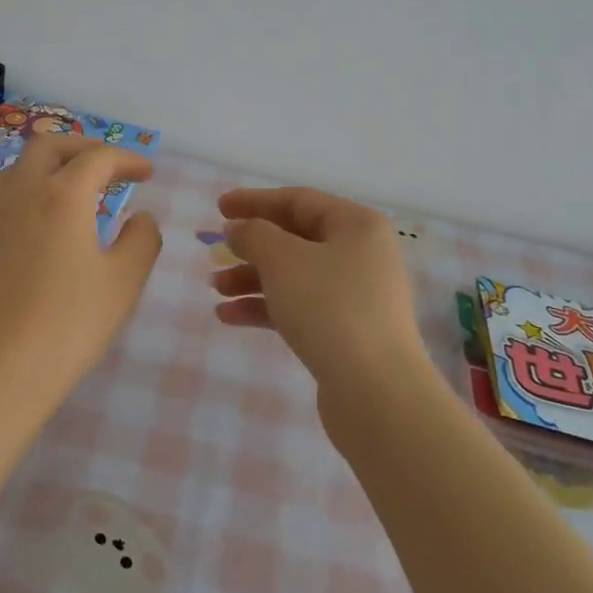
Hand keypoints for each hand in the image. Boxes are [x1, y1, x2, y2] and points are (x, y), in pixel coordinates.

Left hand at [0, 135, 162, 421]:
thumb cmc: (69, 324)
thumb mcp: (123, 282)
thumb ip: (142, 239)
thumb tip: (140, 217)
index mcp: (62, 195)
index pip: (98, 158)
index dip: (127, 158)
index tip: (148, 173)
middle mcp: (22, 193)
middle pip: (49, 146)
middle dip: (84, 147)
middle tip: (110, 167)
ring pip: (22, 169)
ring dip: (55, 167)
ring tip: (82, 192)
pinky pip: (9, 197)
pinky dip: (35, 193)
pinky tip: (49, 226)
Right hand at [212, 186, 425, 395]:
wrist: (377, 393)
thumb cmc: (330, 307)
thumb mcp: (283, 260)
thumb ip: (254, 235)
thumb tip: (239, 228)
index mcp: (357, 225)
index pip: (299, 200)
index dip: (256, 201)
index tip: (220, 208)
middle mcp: (362, 254)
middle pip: (296, 238)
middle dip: (252, 246)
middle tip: (215, 251)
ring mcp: (357, 296)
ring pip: (295, 276)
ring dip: (252, 279)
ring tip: (215, 289)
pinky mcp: (347, 332)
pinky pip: (300, 307)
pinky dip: (267, 308)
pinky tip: (230, 317)